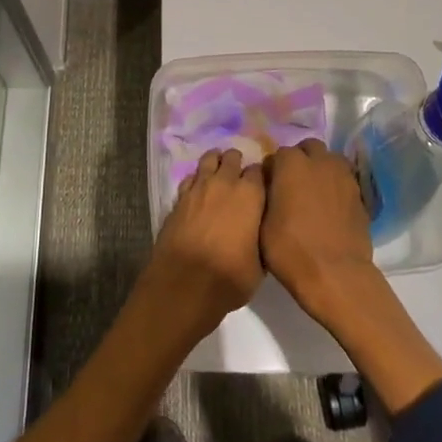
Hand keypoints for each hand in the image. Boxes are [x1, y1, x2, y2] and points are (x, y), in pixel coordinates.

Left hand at [140, 149, 265, 334]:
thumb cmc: (230, 277)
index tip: (262, 187)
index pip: (259, 171)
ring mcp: (199, 187)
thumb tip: (257, 230)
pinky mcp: (179, 197)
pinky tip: (199, 191)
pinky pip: (191, 177)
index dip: (260, 177)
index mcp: (250, 195)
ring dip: (216, 163)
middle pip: (232, 157)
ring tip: (219, 174)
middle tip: (240, 179)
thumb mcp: (260, 264)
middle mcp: (225, 182)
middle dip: (237, 164)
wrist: (186, 284)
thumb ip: (260, 236)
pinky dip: (196, 180)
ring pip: (209, 159)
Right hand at [260, 139, 376, 325]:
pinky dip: (337, 187)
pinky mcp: (360, 195)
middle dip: (300, 160)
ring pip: (331, 160)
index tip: (270, 188)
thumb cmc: (291, 249)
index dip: (272, 172)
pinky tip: (331, 208)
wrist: (336, 275)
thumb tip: (269, 188)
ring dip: (321, 169)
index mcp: (290, 163)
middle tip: (293, 185)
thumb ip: (264, 197)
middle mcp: (319, 161)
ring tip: (315, 193)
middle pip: (308, 148)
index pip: (277, 156)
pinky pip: (345, 181)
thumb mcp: (262, 224)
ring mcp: (343, 176)